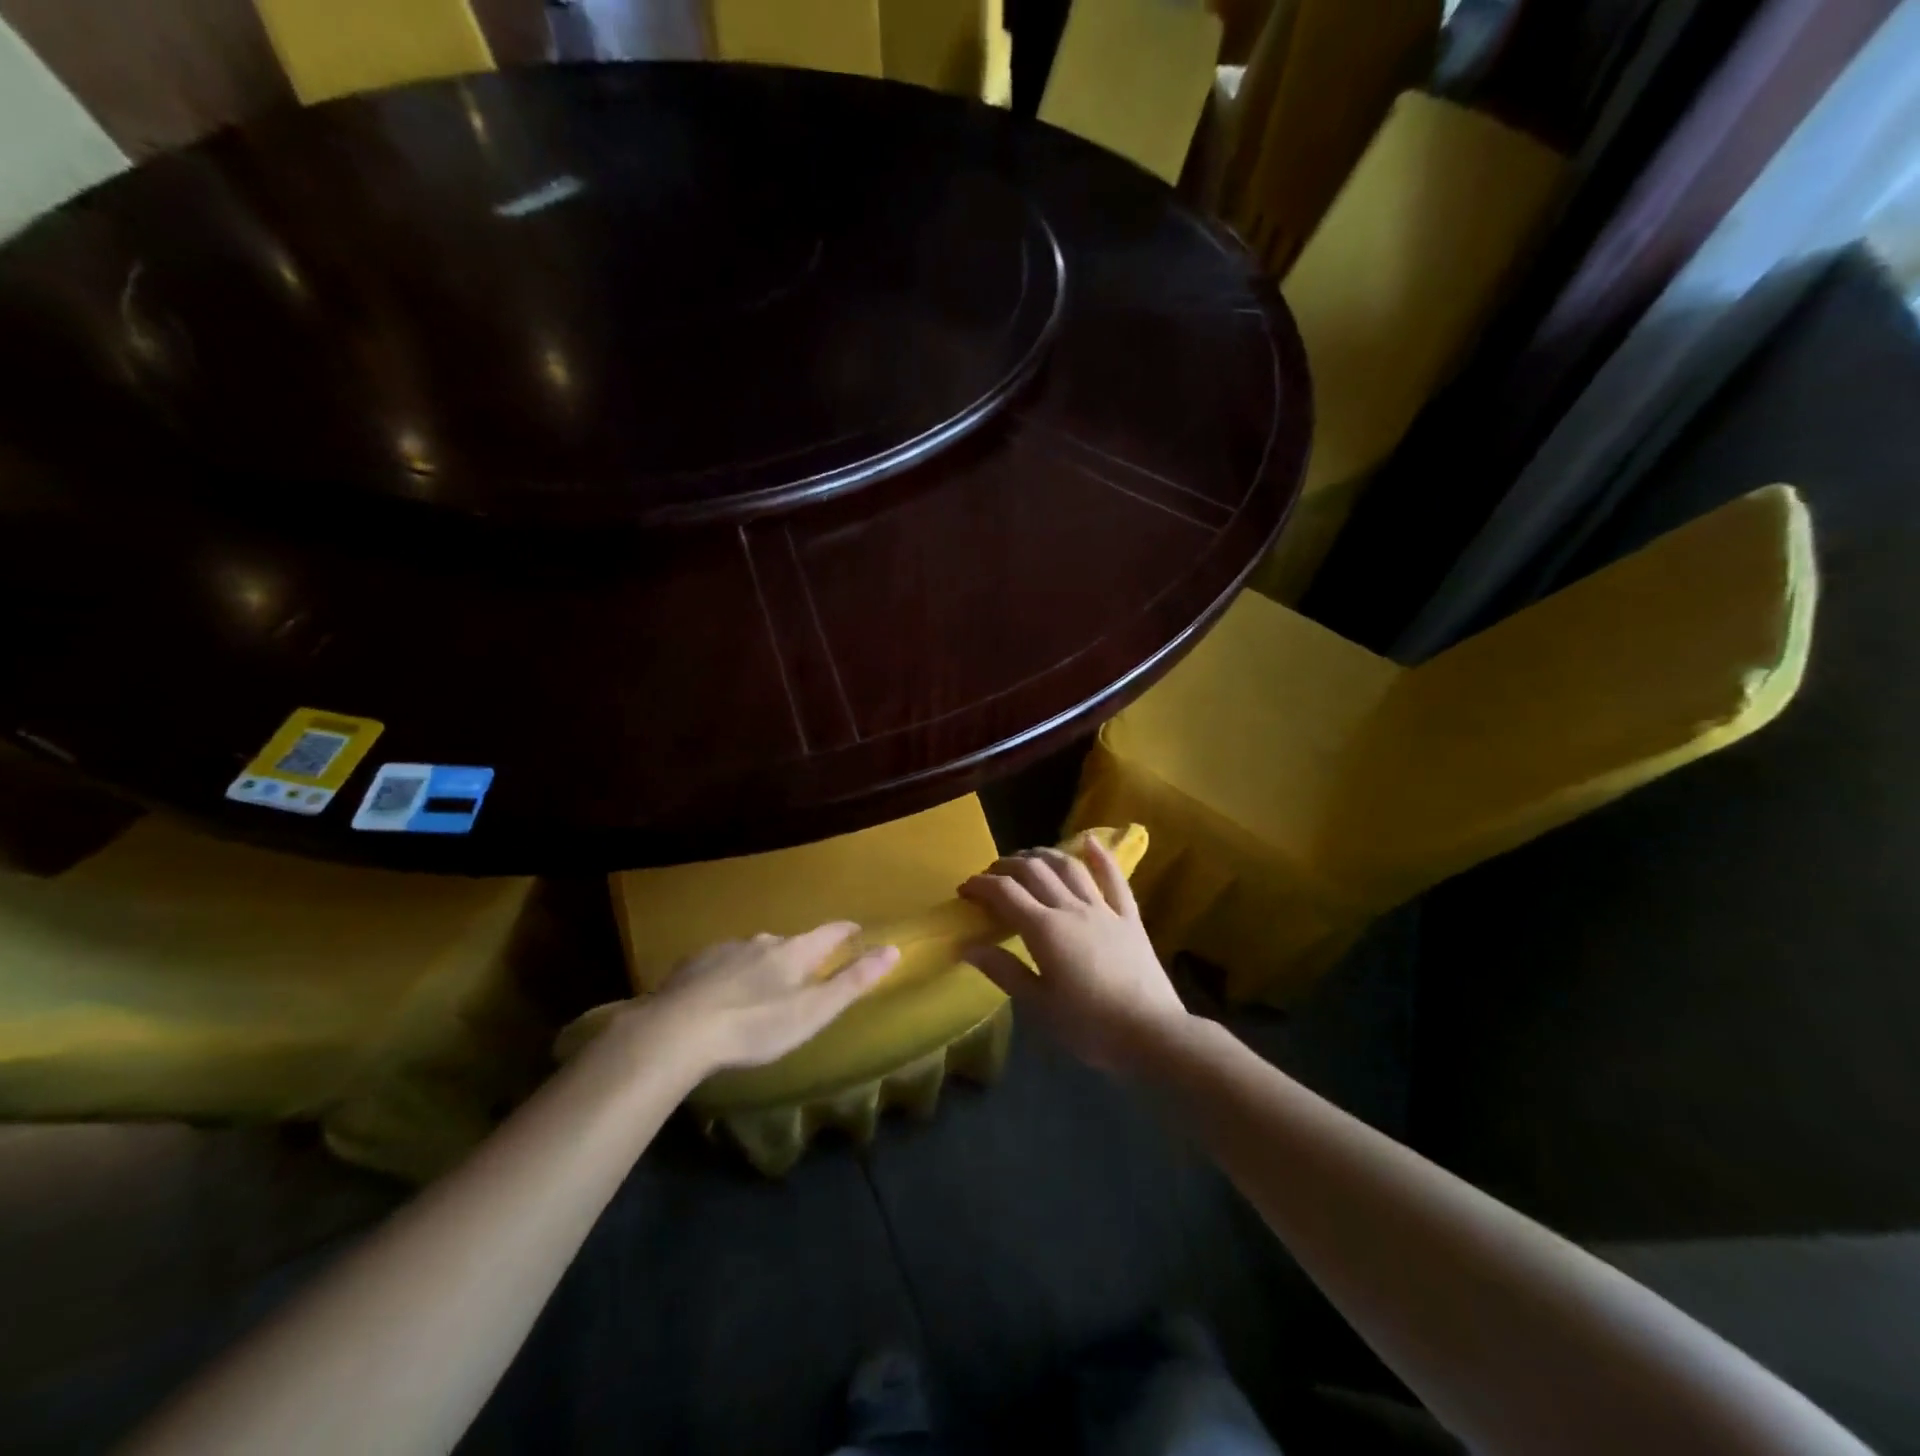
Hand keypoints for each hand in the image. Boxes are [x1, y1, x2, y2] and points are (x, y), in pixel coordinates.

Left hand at [641, 924, 898, 1075]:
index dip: (845, 930)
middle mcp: (763, 940)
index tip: (856, 930)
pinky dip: (730, 975)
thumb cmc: (755, 1025)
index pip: (829, 932)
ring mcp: (726, 949)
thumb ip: (853, 982)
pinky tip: (721, 996)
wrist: (678, 1030)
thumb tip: (893, 949)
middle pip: (790, 943)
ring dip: (763, 965)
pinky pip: (722, 963)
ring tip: (761, 990)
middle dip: (800, 955)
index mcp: (794, 951)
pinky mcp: (694, 964)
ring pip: (754, 952)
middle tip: (804, 975)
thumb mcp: (813, 1012)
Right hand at [958, 841, 1188, 1073]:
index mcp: (1044, 929)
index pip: (1005, 893)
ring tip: (1028, 857)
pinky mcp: (1129, 917)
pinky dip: (1101, 857)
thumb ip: (1004, 971)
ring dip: (1044, 855)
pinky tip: (1090, 842)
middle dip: (1007, 866)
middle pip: (1034, 871)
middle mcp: (1071, 908)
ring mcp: (1103, 909)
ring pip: (1069, 867)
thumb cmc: (1089, 1026)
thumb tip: (968, 947)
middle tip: (991, 875)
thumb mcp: (1038, 1005)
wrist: (1151, 1033)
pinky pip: (1114, 879)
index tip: (964, 889)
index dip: (981, 885)